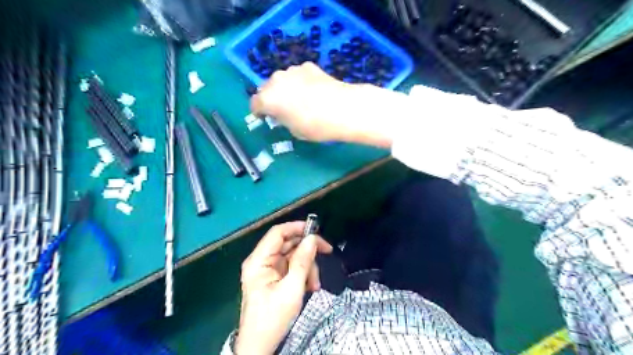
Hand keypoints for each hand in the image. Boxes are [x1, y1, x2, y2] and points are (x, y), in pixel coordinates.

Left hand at [234, 221, 332, 353]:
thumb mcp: (292, 289)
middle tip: (326, 253)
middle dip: (307, 252)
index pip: (278, 233)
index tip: (317, 231)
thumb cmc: (273, 318)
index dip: (297, 228)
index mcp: (259, 261)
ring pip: (292, 256)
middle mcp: (261, 261)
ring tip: (314, 284)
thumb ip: (303, 261)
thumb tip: (312, 238)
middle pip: (287, 244)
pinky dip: (302, 275)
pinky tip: (309, 287)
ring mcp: (267, 270)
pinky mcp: (273, 278)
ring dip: (307, 267)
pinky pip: (291, 268)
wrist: (260, 347)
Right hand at [251, 63, 407, 147]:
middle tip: (282, 109)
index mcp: (268, 98)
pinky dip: (300, 81)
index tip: (265, 117)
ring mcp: (292, 70)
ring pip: (282, 80)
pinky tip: (313, 91)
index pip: (255, 104)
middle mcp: (276, 80)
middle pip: (266, 88)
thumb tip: (282, 114)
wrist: (343, 109)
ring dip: (285, 88)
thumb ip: (282, 119)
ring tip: (300, 99)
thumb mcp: (294, 130)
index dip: (259, 112)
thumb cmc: (315, 126)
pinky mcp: (308, 65)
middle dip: (271, 98)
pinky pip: (298, 75)